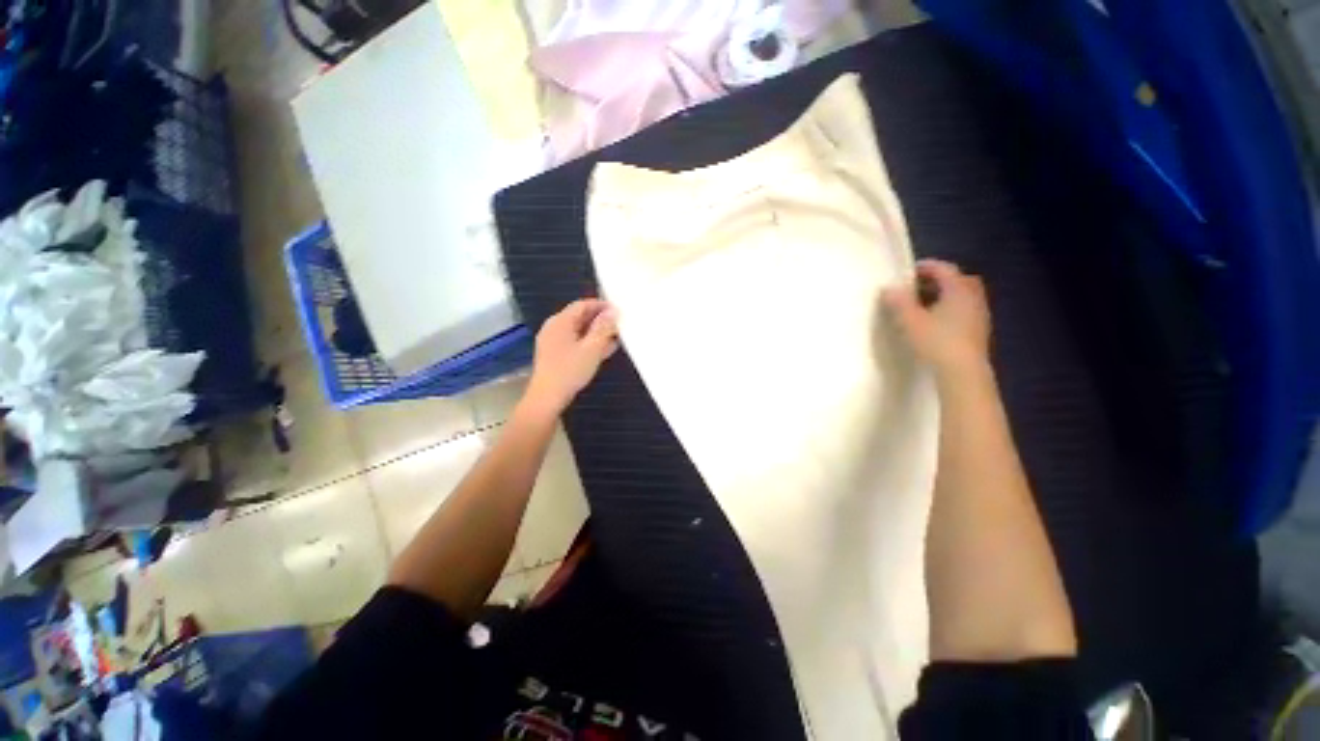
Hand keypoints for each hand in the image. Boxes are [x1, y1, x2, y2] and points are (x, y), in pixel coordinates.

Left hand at [523, 299, 619, 416]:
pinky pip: (575, 343)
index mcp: (561, 321)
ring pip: (579, 331)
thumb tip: (613, 311)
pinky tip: (604, 350)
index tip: (617, 310)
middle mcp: (555, 328)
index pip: (582, 305)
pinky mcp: (555, 355)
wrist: (548, 397)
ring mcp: (553, 342)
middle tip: (619, 323)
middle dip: (600, 320)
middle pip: (580, 317)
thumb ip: (604, 328)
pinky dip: (589, 344)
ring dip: (596, 333)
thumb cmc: (570, 370)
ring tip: (616, 337)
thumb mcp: (592, 347)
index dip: (601, 305)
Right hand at [882, 260, 990, 372]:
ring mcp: (979, 316)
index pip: (944, 269)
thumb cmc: (937, 341)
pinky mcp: (978, 332)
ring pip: (963, 297)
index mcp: (959, 290)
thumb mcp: (910, 321)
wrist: (963, 373)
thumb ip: (899, 302)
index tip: (907, 271)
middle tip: (919, 287)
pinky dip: (951, 310)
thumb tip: (888, 288)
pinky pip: (965, 312)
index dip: (926, 267)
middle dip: (939, 280)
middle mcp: (973, 298)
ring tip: (924, 306)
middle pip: (959, 280)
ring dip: (945, 296)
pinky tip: (936, 323)